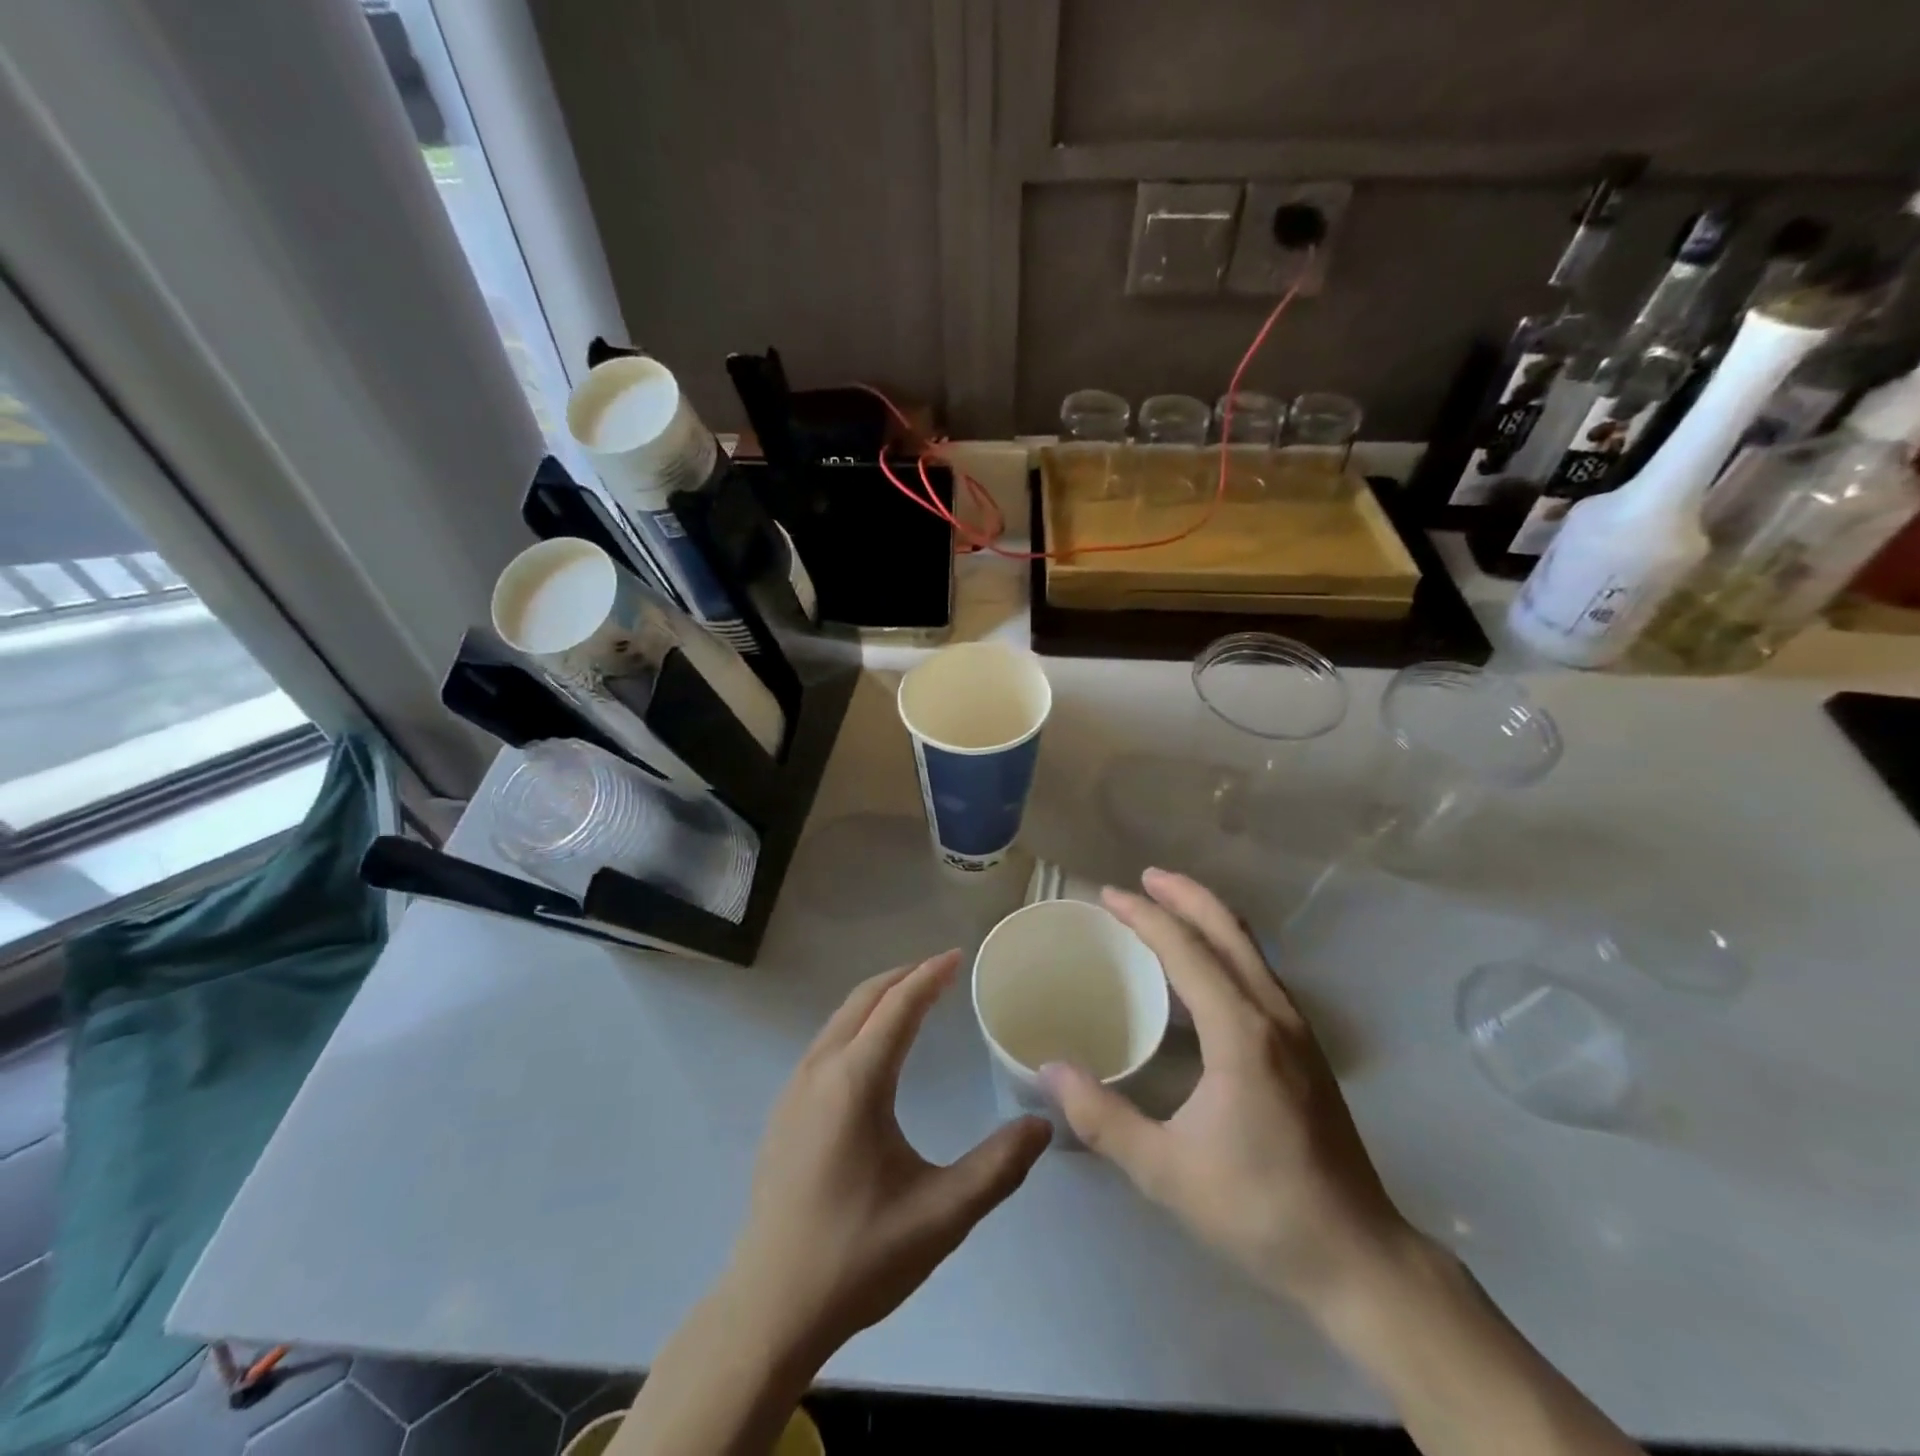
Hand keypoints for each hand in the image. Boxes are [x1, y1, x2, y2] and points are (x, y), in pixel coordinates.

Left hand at [725, 951, 1052, 1363]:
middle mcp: (819, 1071)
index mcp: (855, 1082)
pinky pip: (826, 1043)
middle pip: (863, 1000)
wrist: (768, 1310)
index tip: (957, 956)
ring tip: (913, 998)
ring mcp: (793, 1090)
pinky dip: (857, 1023)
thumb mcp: (941, 1216)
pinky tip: (874, 1050)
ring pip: (839, 1020)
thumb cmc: (858, 1257)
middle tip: (941, 969)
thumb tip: (1042, 1125)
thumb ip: (997, 1168)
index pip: (897, 1007)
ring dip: (877, 998)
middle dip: (903, 976)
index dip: (929, 976)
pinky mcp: (783, 1112)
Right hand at [1041, 869, 1414, 1314]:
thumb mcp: (1165, 1170)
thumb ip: (1102, 1117)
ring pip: (1248, 948)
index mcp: (1240, 1033)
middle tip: (1142, 878)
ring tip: (1167, 907)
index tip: (1108, 895)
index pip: (1186, 950)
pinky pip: (1258, 972)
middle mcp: (1272, 1014)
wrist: (1358, 1257)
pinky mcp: (1305, 1047)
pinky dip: (1224, 948)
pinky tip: (1203, 969)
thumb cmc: (1259, 1210)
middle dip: (1184, 895)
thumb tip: (1049, 1069)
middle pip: (1227, 931)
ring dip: (1207, 918)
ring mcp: (1296, 1029)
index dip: (1145, 916)